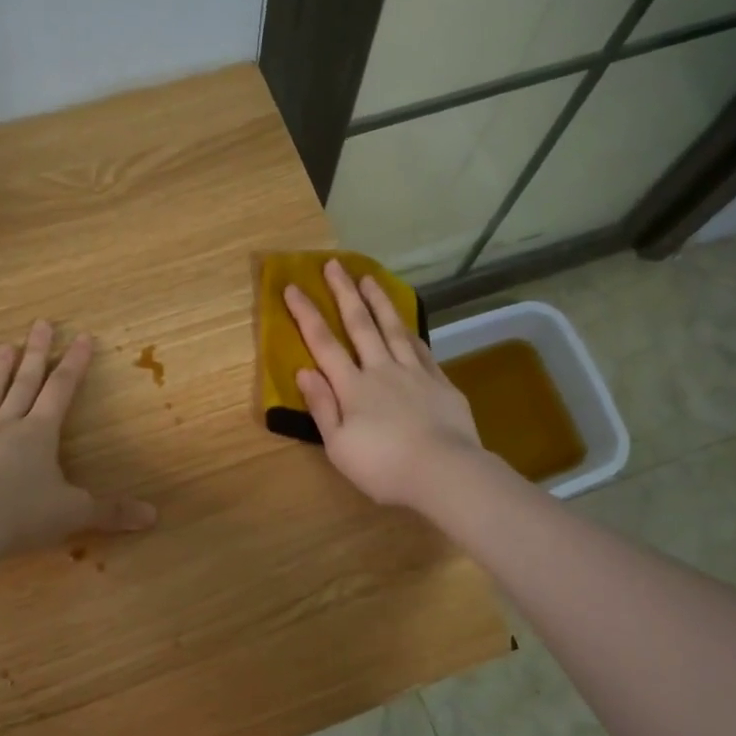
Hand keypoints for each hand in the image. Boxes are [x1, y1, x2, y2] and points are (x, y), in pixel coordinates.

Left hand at [0, 321, 156, 553]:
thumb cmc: (22, 516)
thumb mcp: (74, 513)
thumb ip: (111, 512)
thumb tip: (153, 516)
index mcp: (39, 435)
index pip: (61, 391)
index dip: (74, 364)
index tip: (82, 337)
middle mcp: (4, 428)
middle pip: (24, 384)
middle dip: (36, 354)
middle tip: (40, 324)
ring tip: (3, 346)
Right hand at [284, 261, 484, 509]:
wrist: (444, 472)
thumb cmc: (383, 467)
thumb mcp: (339, 446)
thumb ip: (322, 406)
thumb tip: (304, 370)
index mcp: (353, 387)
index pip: (324, 343)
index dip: (306, 314)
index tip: (292, 286)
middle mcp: (382, 370)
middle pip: (360, 325)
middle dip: (344, 293)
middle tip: (334, 264)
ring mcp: (415, 373)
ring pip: (394, 328)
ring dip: (379, 301)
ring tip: (369, 277)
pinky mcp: (441, 383)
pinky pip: (422, 349)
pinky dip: (411, 332)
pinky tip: (407, 324)